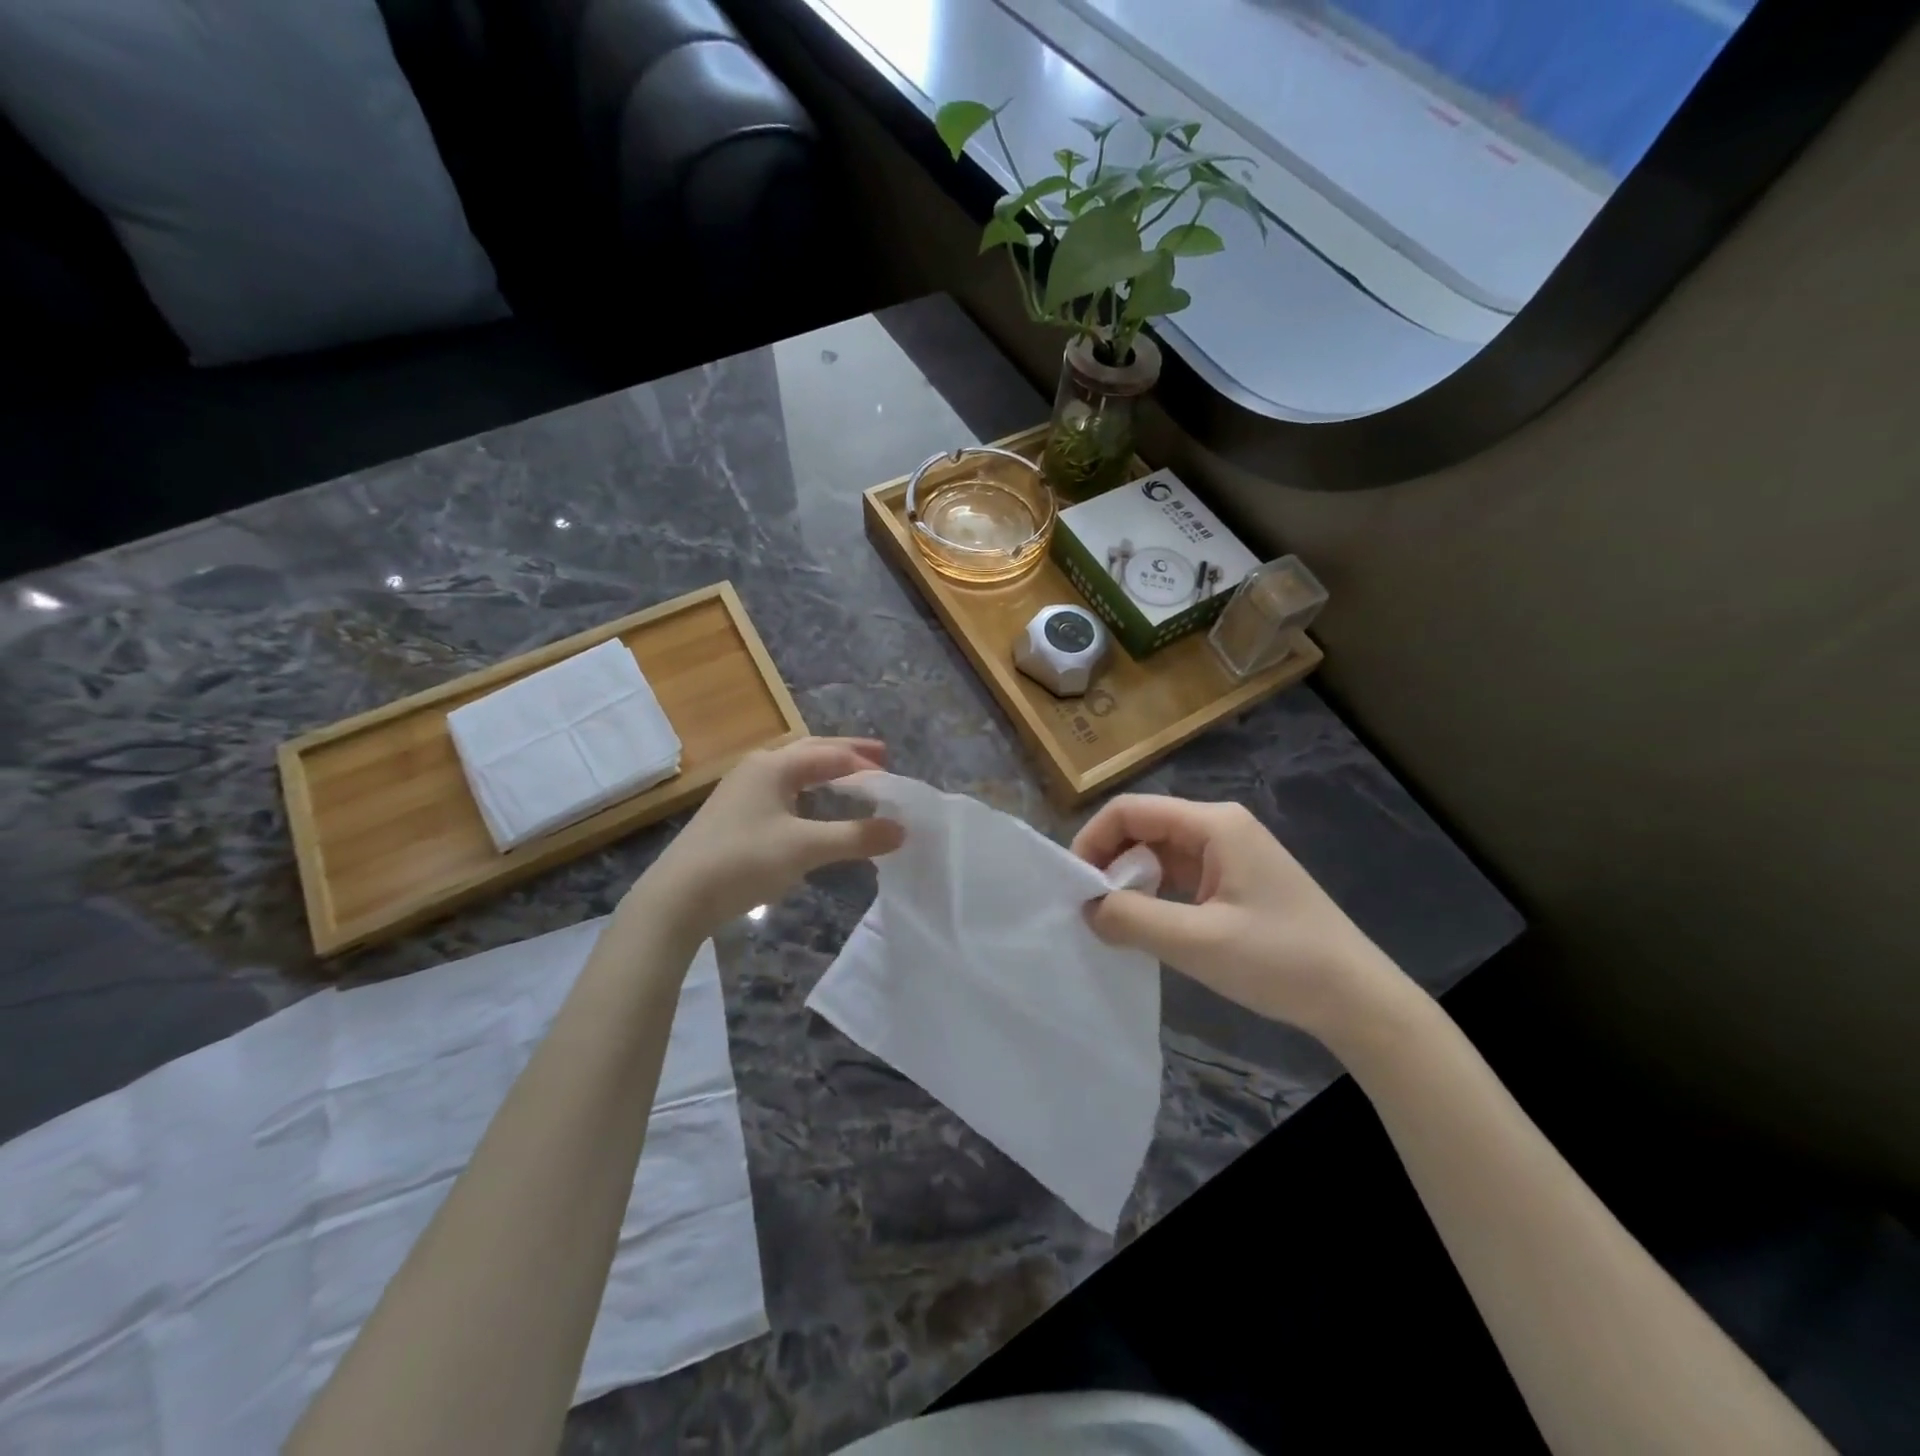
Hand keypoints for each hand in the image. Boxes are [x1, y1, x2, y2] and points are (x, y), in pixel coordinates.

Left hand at [630, 737, 904, 947]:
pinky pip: (782, 792)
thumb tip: (902, 830)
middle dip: (846, 754)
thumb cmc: (742, 862)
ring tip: (853, 780)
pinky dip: (808, 793)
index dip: (865, 765)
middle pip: (811, 752)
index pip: (830, 755)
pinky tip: (815, 811)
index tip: (895, 777)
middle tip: (881, 758)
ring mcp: (742, 792)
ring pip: (794, 772)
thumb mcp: (804, 848)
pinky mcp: (735, 816)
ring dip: (826, 772)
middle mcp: (757, 769)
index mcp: (773, 766)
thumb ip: (856, 837)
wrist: (676, 898)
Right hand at [1073, 795, 1407, 1042]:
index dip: (1093, 840)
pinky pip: (1179, 875)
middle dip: (1109, 862)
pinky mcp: (1235, 881)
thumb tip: (1086, 908)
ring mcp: (1230, 854)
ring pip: (1159, 853)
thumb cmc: (1280, 960)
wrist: (1357, 999)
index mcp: (1213, 824)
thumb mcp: (1197, 941)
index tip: (1073, 885)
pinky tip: (1145, 925)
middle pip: (1143, 828)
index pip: (1130, 811)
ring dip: (1130, 881)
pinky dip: (1154, 894)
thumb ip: (1132, 919)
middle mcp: (1219, 827)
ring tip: (1112, 920)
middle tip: (1088, 908)